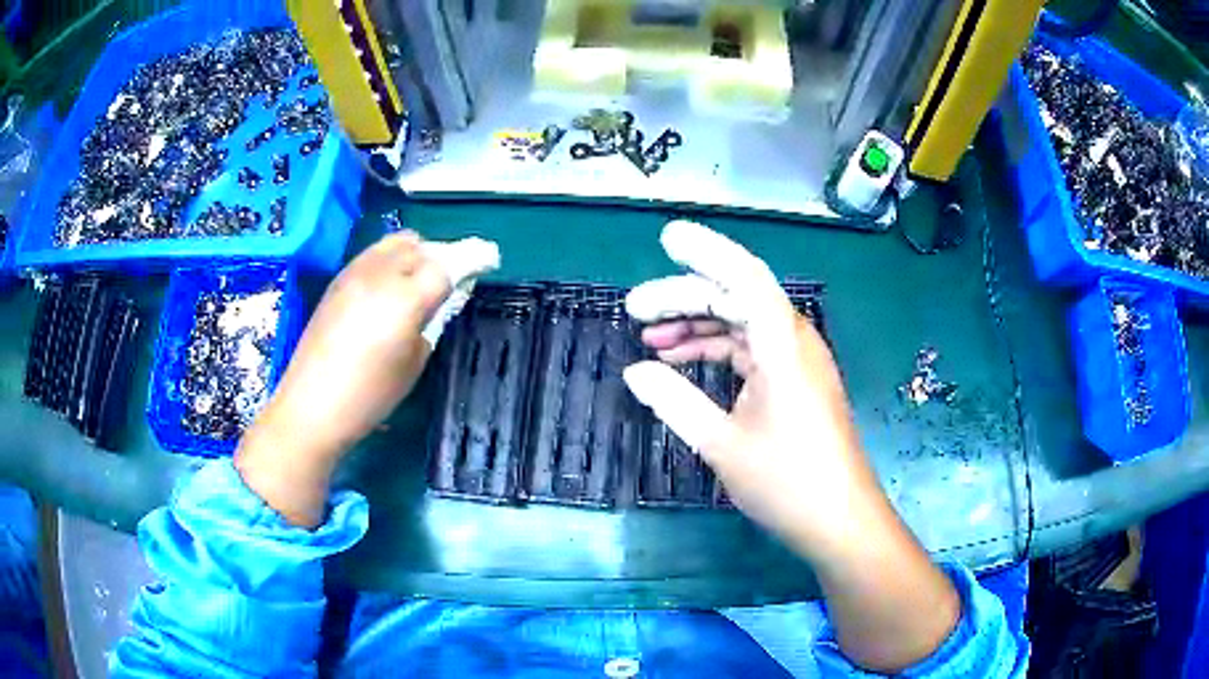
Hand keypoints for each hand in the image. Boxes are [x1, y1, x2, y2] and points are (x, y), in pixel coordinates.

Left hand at [235, 231, 499, 526]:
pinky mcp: (338, 280)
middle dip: (445, 255)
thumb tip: (441, 299)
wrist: (311, 404)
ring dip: (417, 252)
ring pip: (396, 242)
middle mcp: (380, 273)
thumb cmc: (370, 395)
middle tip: (453, 278)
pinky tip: (390, 285)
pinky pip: (374, 254)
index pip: (449, 263)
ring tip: (421, 278)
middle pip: (423, 246)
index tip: (488, 259)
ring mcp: (355, 272)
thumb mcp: (414, 362)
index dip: (473, 258)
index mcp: (406, 297)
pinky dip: (392, 259)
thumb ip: (432, 321)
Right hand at [623, 221, 958, 671]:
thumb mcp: (722, 444)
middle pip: (736, 298)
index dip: (706, 251)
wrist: (839, 521)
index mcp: (782, 347)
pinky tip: (684, 363)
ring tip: (651, 337)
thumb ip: (676, 402)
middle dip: (684, 298)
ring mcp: (797, 363)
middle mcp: (793, 342)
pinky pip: (752, 350)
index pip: (744, 277)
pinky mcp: (796, 383)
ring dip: (698, 327)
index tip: (667, 238)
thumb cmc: (787, 482)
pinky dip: (718, 352)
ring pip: (742, 324)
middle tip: (634, 309)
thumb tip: (634, 372)